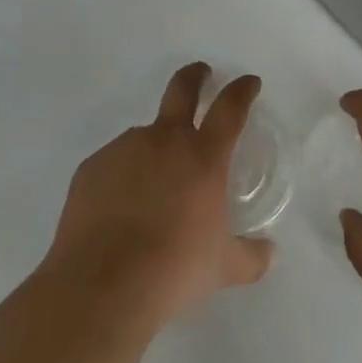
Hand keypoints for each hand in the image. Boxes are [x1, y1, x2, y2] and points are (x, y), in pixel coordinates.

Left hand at [42, 63, 274, 325]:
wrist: (101, 287)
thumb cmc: (173, 270)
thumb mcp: (222, 267)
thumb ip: (250, 257)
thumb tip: (270, 253)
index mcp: (203, 155)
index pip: (230, 107)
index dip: (242, 90)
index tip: (249, 83)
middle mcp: (165, 140)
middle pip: (183, 88)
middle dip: (196, 76)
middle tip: (201, 75)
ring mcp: (124, 149)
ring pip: (145, 135)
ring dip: (154, 149)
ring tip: (151, 191)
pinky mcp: (91, 168)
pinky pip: (114, 165)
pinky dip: (122, 178)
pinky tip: (119, 211)